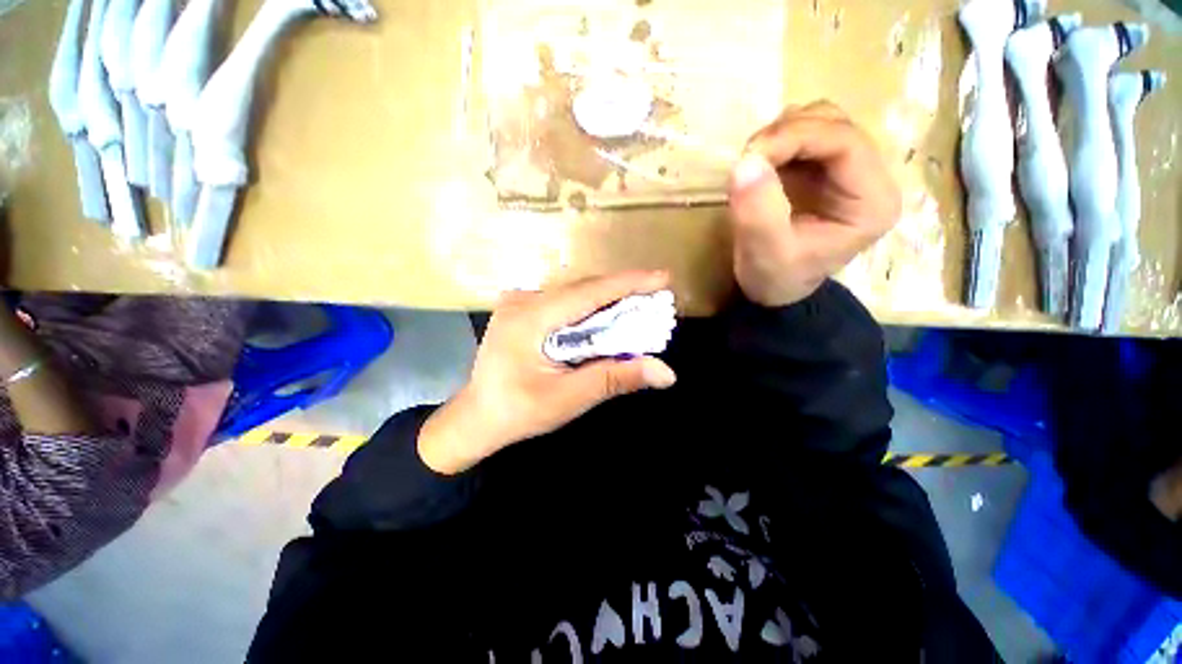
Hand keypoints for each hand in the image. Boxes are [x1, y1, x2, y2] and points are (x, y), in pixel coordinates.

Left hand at [418, 271, 677, 474]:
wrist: (477, 417)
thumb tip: (665, 373)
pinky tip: (607, 314)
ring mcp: (519, 301)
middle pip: (582, 287)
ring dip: (608, 297)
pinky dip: (590, 306)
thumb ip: (615, 379)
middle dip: (622, 290)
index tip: (663, 277)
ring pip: (574, 291)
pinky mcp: (522, 309)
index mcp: (529, 319)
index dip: (628, 283)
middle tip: (657, 295)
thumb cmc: (518, 412)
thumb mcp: (568, 399)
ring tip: (639, 303)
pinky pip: (564, 300)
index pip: (588, 293)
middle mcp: (522, 300)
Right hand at [727, 101, 901, 306]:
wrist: (775, 290)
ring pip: (821, 122)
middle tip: (747, 159)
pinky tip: (761, 164)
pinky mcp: (824, 171)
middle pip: (835, 125)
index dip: (796, 136)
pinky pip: (805, 136)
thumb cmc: (776, 278)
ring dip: (782, 134)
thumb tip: (745, 162)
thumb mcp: (765, 253)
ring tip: (752, 162)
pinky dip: (778, 142)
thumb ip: (758, 213)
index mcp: (871, 202)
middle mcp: (869, 179)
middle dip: (786, 133)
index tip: (750, 155)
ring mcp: (847, 171)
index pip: (845, 142)